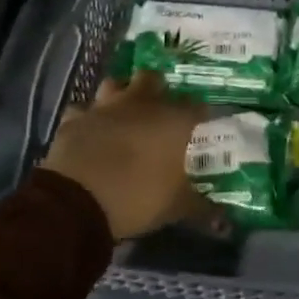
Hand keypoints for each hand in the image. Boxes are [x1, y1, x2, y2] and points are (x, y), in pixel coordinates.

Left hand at [42, 71, 206, 239]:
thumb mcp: (175, 208)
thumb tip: (223, 218)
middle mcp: (141, 103)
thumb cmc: (137, 198)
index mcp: (173, 119)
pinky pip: (83, 110)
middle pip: (153, 79)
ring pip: (115, 84)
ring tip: (124, 115)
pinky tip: (90, 132)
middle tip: (160, 113)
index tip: (200, 128)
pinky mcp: (75, 118)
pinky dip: (88, 119)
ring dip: (120, 95)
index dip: (200, 116)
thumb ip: (201, 207)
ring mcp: (105, 106)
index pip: (197, 106)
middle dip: (158, 90)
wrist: (76, 200)